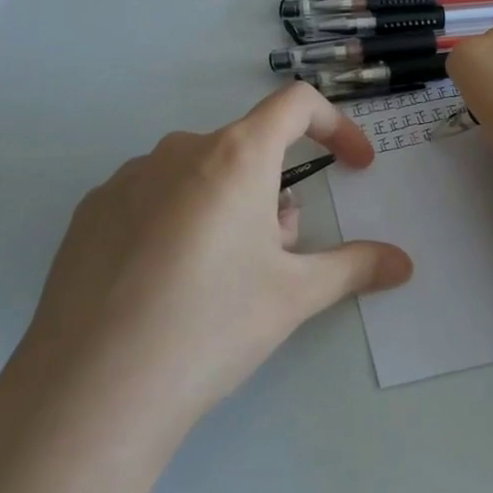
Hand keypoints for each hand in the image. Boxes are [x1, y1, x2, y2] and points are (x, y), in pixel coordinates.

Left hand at [0, 83, 412, 448]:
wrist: (95, 388)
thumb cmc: (211, 326)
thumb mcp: (293, 297)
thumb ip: (354, 267)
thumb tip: (402, 263)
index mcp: (234, 156)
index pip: (296, 105)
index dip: (336, 126)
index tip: (355, 165)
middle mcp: (177, 150)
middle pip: (247, 152)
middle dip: (275, 195)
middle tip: (275, 262)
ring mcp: (126, 178)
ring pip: (199, 177)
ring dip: (226, 210)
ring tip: (216, 283)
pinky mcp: (90, 212)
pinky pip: (152, 199)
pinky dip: (176, 224)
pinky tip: (163, 289)